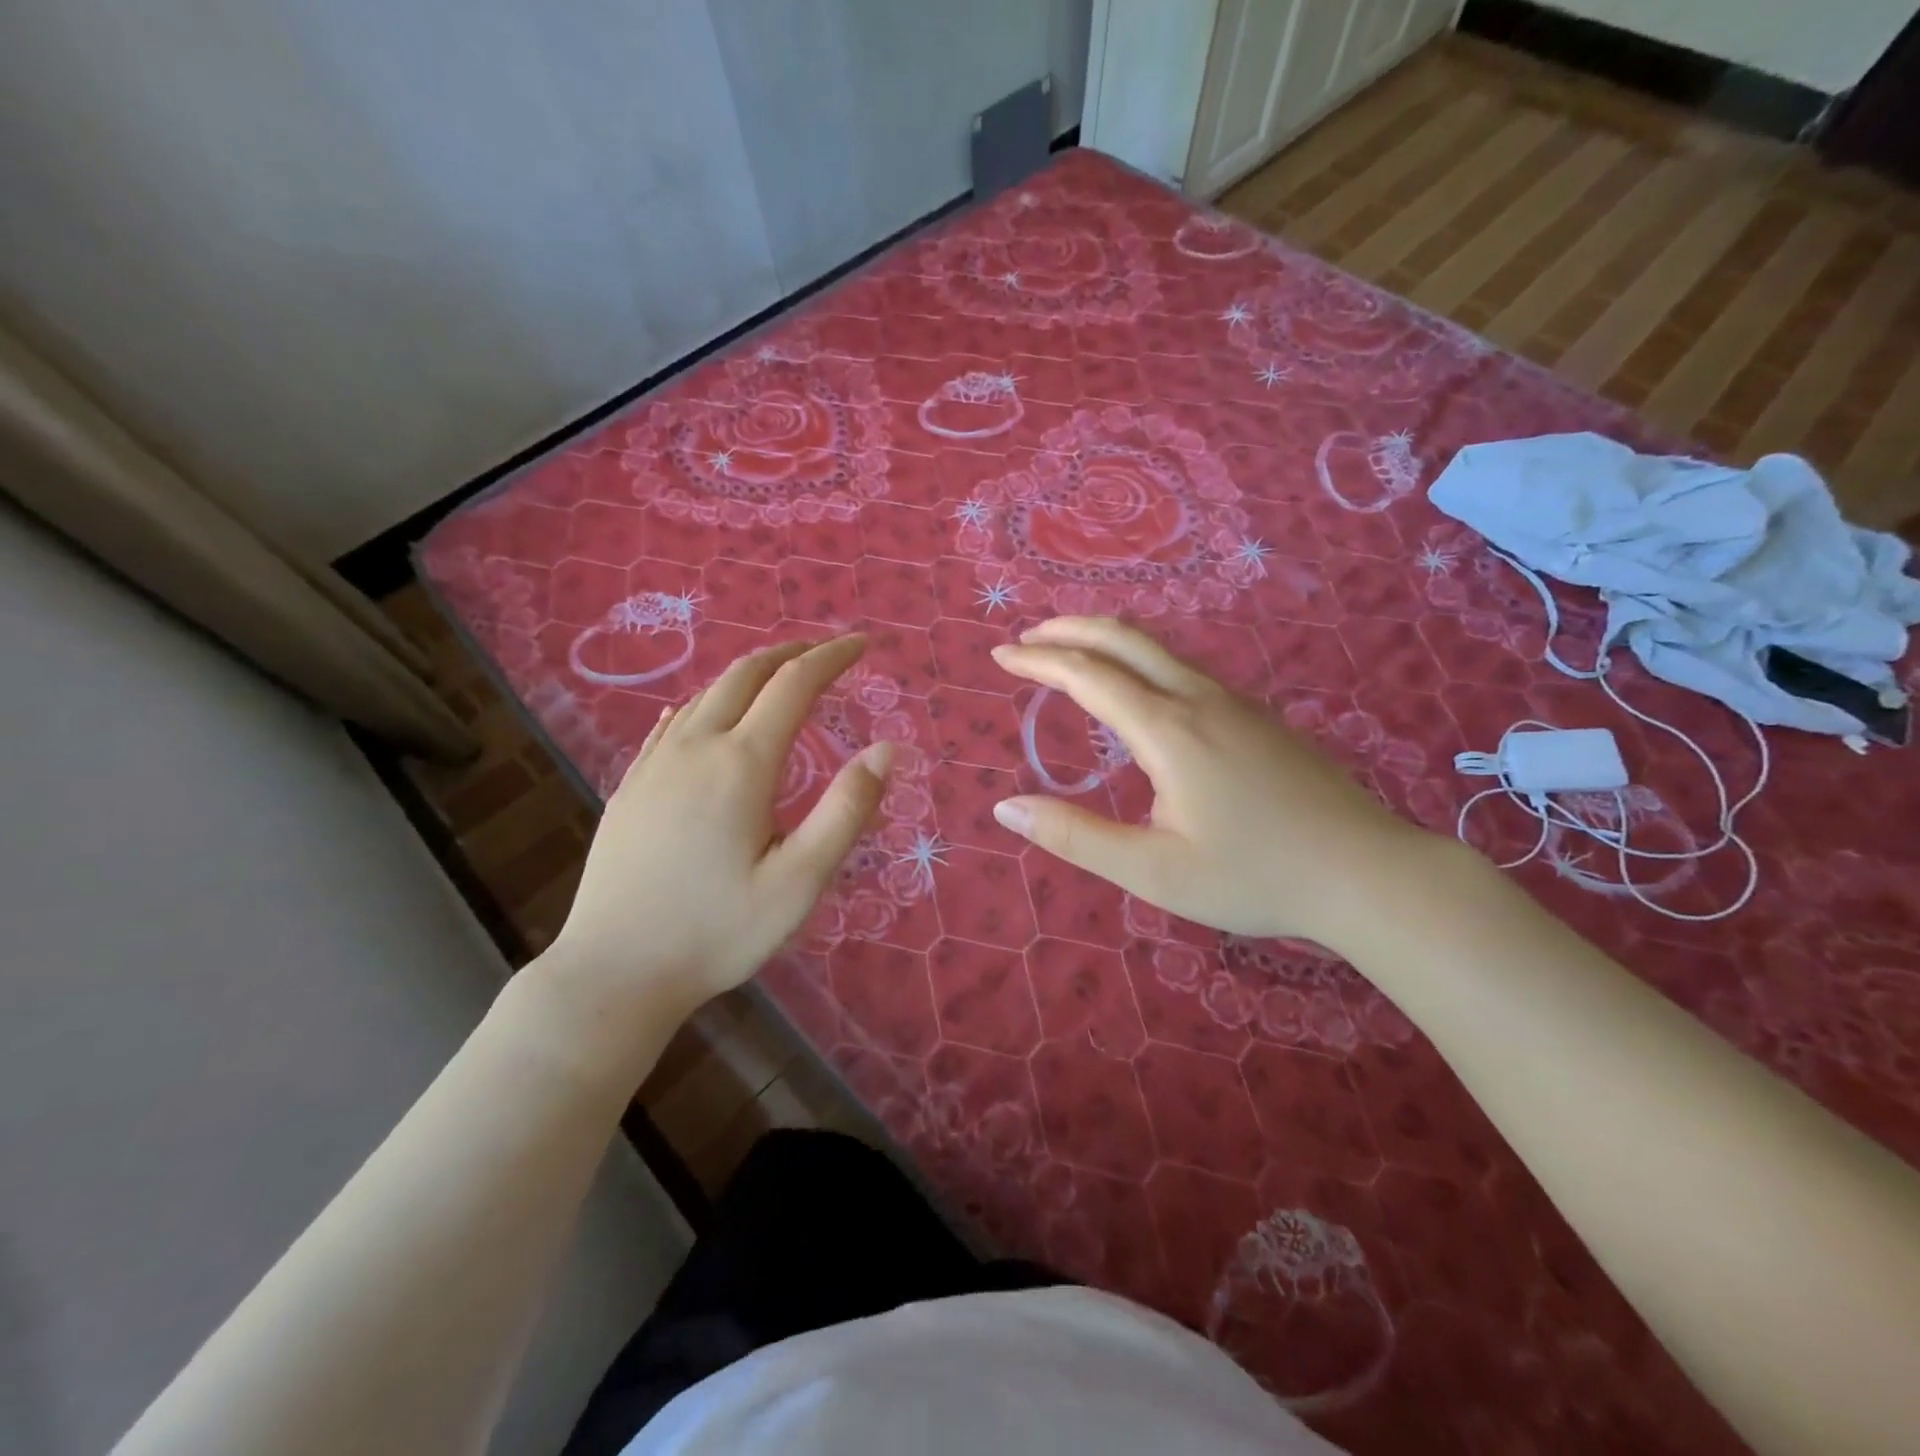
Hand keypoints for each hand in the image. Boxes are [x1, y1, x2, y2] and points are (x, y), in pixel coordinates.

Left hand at [542, 635, 890, 1025]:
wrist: (613, 972)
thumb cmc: (717, 932)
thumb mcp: (799, 881)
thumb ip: (846, 810)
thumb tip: (886, 750)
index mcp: (741, 764)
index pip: (794, 685)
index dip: (832, 657)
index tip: (862, 644)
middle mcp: (695, 747)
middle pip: (746, 674)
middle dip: (791, 653)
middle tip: (825, 652)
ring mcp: (654, 764)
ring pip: (707, 694)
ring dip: (750, 674)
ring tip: (780, 679)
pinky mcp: (631, 787)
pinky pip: (674, 722)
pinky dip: (707, 702)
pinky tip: (708, 714)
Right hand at [990, 617, 1431, 950]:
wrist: (1368, 873)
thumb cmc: (1255, 877)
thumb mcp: (1152, 871)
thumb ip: (1075, 836)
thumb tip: (1005, 809)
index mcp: (1169, 730)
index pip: (1088, 675)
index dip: (1039, 661)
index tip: (1001, 655)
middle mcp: (1199, 699)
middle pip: (1125, 638)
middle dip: (1070, 629)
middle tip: (1029, 638)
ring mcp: (1235, 703)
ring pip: (1159, 649)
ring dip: (1107, 640)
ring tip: (1072, 653)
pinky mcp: (1258, 717)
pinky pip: (1185, 668)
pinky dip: (1140, 660)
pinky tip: (1139, 690)